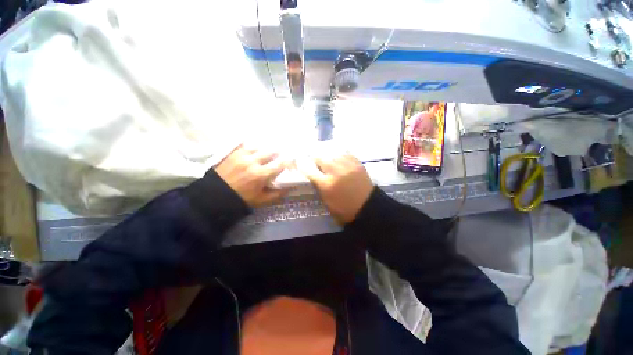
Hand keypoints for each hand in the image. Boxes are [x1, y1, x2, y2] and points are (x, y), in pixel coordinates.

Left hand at [214, 145, 288, 207]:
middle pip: (271, 152)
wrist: (215, 196)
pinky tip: (254, 150)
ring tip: (266, 153)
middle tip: (280, 155)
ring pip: (259, 147)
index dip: (288, 162)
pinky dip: (252, 147)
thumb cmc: (241, 198)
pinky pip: (246, 145)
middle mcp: (253, 162)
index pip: (280, 164)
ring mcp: (242, 155)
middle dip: (278, 153)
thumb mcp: (261, 200)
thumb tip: (289, 187)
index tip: (291, 162)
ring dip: (265, 150)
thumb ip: (277, 194)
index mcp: (261, 174)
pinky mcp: (233, 153)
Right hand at [299, 153, 373, 224]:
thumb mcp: (326, 201)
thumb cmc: (344, 208)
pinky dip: (337, 155)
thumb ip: (318, 185)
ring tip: (325, 158)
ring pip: (331, 152)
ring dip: (326, 155)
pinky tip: (337, 158)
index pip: (309, 169)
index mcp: (327, 184)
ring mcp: (347, 165)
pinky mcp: (356, 162)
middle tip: (314, 161)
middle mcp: (336, 171)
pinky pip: (343, 153)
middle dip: (314, 158)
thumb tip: (311, 173)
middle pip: (320, 157)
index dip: (302, 165)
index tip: (300, 162)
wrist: (367, 206)